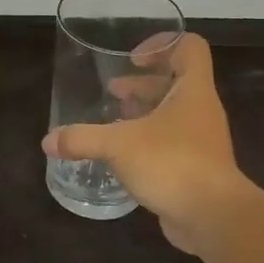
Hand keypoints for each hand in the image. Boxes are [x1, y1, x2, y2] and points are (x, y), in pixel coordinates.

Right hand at [41, 33, 251, 260]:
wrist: (215, 218)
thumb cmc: (173, 164)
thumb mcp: (119, 146)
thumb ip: (81, 139)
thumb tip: (48, 141)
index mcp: (192, 91)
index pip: (189, 47)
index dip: (162, 44)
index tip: (131, 59)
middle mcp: (200, 110)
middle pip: (175, 81)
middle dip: (141, 83)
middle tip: (112, 92)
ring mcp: (200, 140)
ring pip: (171, 113)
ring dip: (142, 111)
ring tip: (112, 120)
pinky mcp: (195, 166)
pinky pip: (170, 142)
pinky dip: (146, 140)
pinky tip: (121, 154)